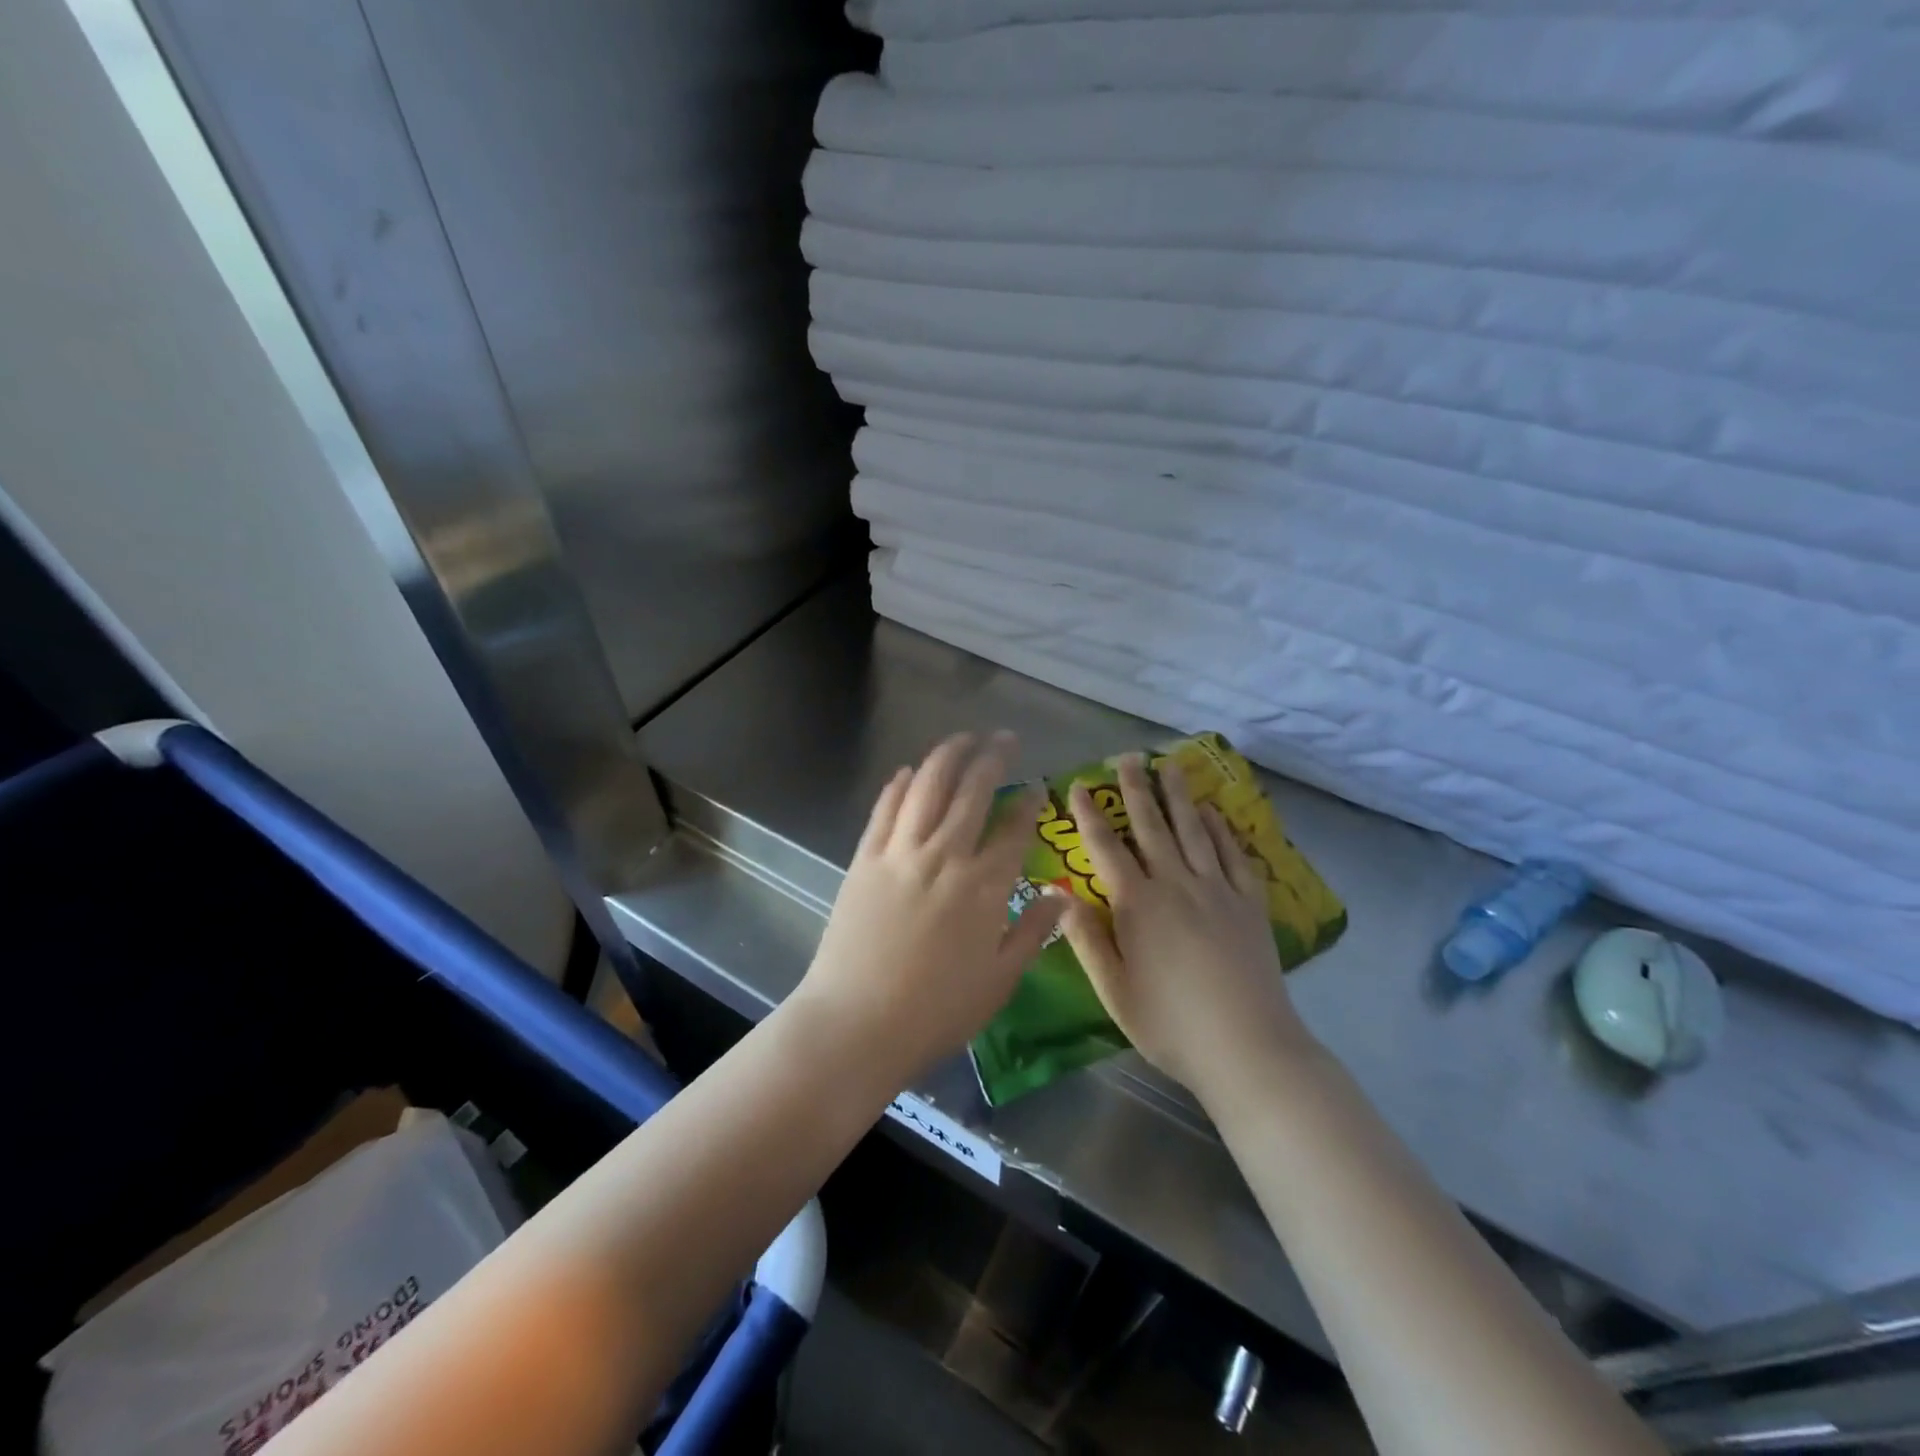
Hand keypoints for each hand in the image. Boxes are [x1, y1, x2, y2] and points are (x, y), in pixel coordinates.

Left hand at [793, 731, 1064, 1086]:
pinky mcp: (864, 859)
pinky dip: (899, 785)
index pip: (1013, 829)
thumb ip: (1032, 932)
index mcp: (984, 887)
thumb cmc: (936, 1012)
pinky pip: (885, 810)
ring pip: (927, 787)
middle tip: (1005, 739)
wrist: (857, 1023)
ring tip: (963, 738)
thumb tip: (1063, 897)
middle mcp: (945, 856)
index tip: (1038, 786)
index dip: (1029, 803)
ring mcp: (900, 853)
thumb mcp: (999, 981)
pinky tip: (908, 771)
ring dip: (947, 755)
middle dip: (993, 758)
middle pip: (972, 792)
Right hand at [1061, 755, 1314, 1101]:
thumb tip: (1059, 898)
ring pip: (1194, 831)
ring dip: (1179, 796)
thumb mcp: (1114, 990)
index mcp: (1138, 904)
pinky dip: (1222, 830)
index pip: (1106, 848)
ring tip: (1171, 765)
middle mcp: (1177, 884)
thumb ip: (1087, 940)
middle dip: (1136, 789)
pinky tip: (1214, 814)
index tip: (1077, 785)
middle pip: (1152, 826)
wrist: (1248, 1048)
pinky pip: (1233, 856)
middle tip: (1129, 757)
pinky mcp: (1249, 905)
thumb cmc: (1170, 1023)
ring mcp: (1217, 891)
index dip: (1089, 815)